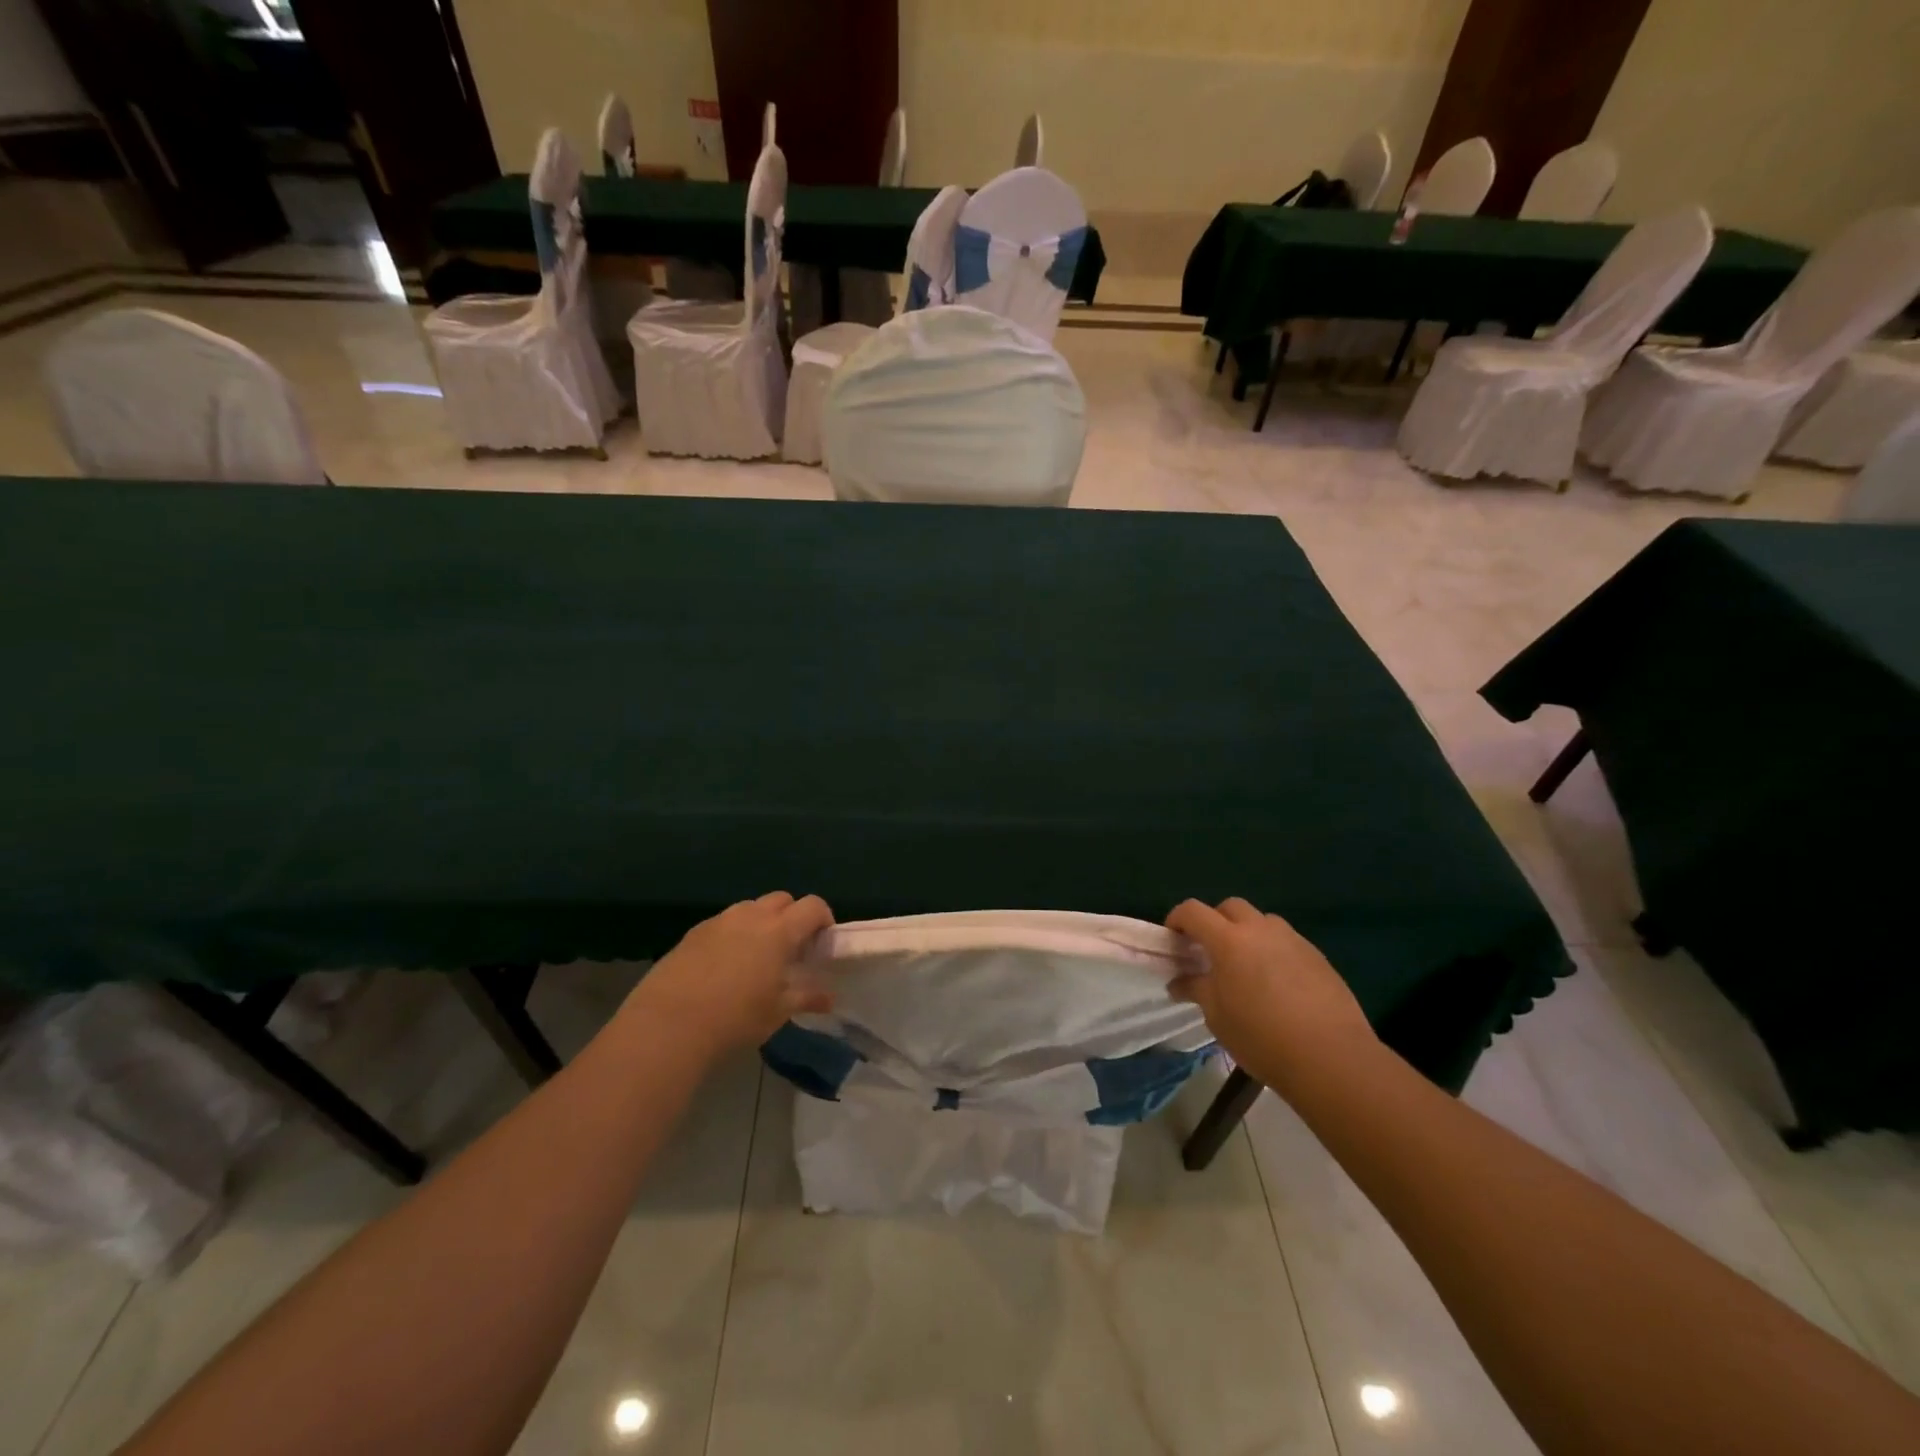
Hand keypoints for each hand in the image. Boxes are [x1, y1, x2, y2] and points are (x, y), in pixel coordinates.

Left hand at [624, 892, 834, 1057]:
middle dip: (792, 917)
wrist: (668, 1025)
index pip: (812, 906)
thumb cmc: (734, 1019)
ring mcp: (719, 921)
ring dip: (762, 923)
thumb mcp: (777, 1012)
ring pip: (750, 908)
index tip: (821, 942)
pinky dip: (733, 934)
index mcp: (779, 930)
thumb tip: (828, 998)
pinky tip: (724, 966)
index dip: (823, 918)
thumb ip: (805, 997)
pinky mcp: (693, 933)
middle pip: (782, 899)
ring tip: (757, 957)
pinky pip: (724, 923)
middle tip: (791, 949)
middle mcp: (751, 916)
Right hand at [1166, 897, 1375, 1090]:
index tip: (1173, 940)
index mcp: (1228, 940)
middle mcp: (1260, 929)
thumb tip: (1178, 982)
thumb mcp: (1217, 1016)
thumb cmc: (1261, 1037)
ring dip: (1247, 933)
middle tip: (1209, 952)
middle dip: (1214, 921)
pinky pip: (1286, 941)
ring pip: (1262, 921)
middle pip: (1230, 907)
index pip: (1193, 911)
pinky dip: (1273, 951)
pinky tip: (1277, 984)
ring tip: (1246, 967)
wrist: (1331, 1057)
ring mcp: (1292, 940)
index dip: (1177, 919)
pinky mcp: (1317, 956)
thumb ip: (1196, 989)